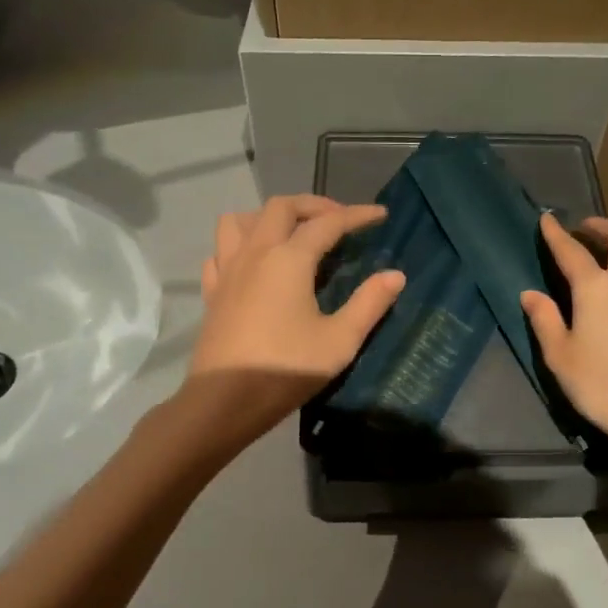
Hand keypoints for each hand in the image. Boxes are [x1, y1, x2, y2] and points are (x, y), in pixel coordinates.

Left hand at [186, 195, 405, 433]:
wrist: (224, 401)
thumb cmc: (286, 369)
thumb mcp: (339, 341)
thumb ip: (369, 304)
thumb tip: (395, 275)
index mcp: (289, 259)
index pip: (328, 223)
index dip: (357, 215)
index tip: (379, 215)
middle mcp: (255, 253)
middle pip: (281, 207)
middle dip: (313, 205)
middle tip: (338, 220)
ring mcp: (228, 270)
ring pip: (241, 221)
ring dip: (268, 217)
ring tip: (290, 234)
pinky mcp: (212, 292)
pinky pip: (221, 252)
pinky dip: (239, 246)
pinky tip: (253, 264)